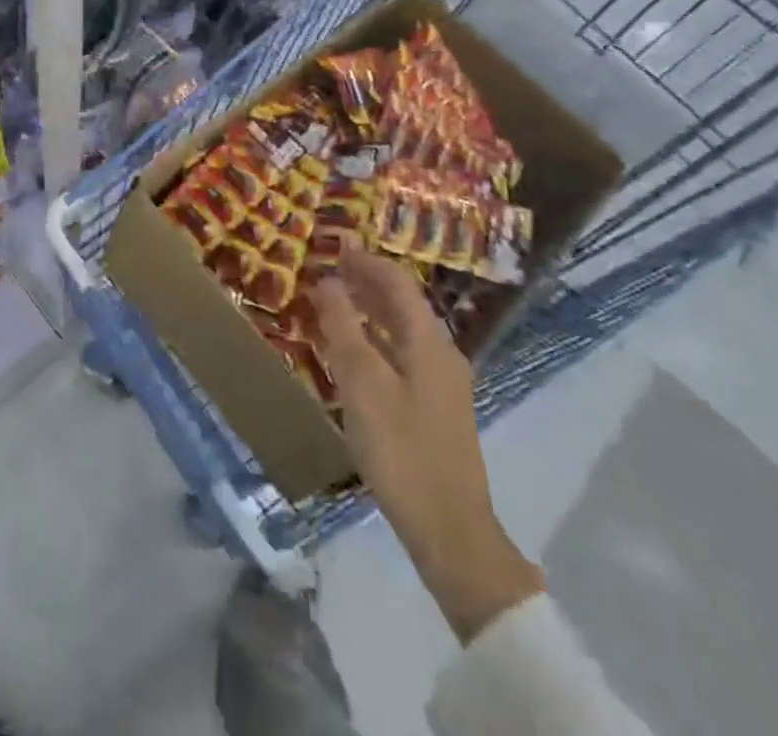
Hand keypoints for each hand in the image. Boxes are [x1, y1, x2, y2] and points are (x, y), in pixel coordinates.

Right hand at [310, 246, 543, 642]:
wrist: (450, 530)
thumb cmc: (401, 448)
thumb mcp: (362, 384)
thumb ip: (343, 328)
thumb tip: (327, 281)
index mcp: (428, 341)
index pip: (397, 283)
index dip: (366, 261)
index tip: (336, 246)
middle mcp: (440, 354)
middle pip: (402, 304)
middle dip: (367, 283)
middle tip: (330, 271)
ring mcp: (442, 384)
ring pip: (402, 332)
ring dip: (370, 312)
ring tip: (335, 305)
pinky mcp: (435, 410)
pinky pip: (402, 357)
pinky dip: (376, 342)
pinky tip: (354, 356)